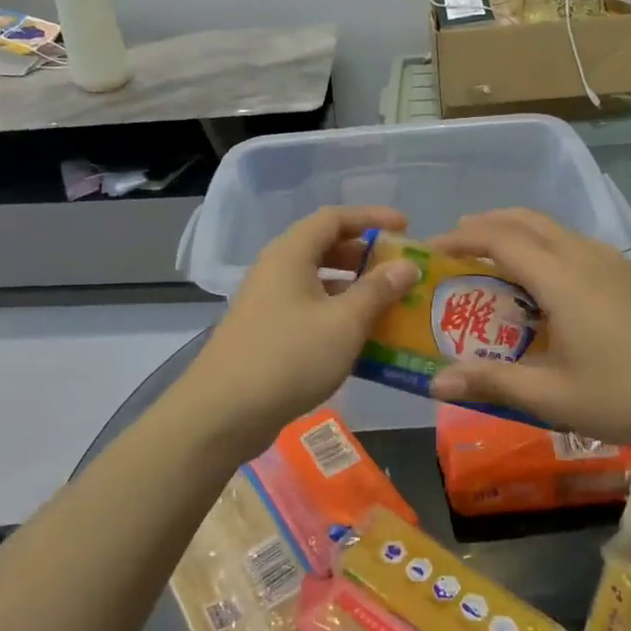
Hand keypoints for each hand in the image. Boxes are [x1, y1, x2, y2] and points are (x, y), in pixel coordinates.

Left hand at [175, 206, 421, 460]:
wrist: (223, 413)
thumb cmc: (289, 357)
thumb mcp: (344, 323)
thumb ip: (378, 291)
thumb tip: (407, 265)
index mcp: (290, 254)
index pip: (334, 218)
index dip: (371, 217)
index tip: (406, 228)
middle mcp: (276, 269)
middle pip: (325, 247)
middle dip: (365, 254)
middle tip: (399, 269)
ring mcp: (268, 301)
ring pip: (317, 281)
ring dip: (354, 288)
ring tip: (389, 303)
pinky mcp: (267, 331)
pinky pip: (309, 308)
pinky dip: (337, 313)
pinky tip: (361, 338)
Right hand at [428, 209, 630, 453]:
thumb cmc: (626, 398)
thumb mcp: (552, 398)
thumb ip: (491, 383)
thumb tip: (435, 383)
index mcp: (562, 278)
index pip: (500, 239)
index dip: (461, 238)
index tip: (431, 249)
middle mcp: (586, 256)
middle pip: (527, 220)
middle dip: (486, 223)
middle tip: (456, 243)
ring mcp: (615, 262)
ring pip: (555, 229)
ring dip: (518, 234)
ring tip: (494, 261)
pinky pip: (577, 245)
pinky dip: (546, 248)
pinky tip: (547, 286)